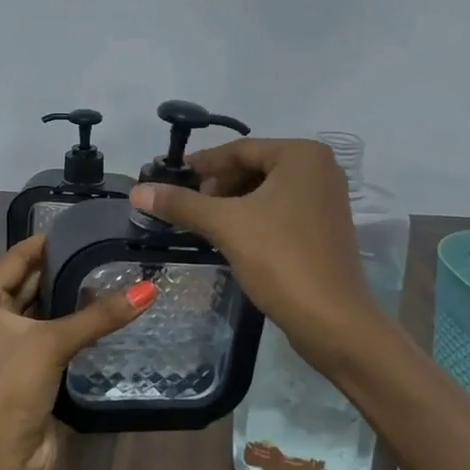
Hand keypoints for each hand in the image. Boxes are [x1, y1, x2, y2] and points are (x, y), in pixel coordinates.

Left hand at [0, 236, 154, 469]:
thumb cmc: (9, 391)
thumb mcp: (51, 344)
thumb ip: (99, 316)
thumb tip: (149, 288)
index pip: (17, 257)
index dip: (47, 241)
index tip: (85, 225)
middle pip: (32, 282)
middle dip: (65, 266)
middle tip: (108, 247)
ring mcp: (14, 347)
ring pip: (46, 310)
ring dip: (73, 296)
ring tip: (115, 272)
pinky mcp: (33, 371)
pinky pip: (57, 336)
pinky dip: (78, 324)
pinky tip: (109, 312)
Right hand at [127, 138, 382, 368]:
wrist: (332, 320)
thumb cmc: (280, 259)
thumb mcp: (226, 226)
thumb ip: (182, 204)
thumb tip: (137, 191)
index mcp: (302, 155)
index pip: (240, 149)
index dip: (202, 164)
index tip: (170, 176)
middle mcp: (320, 168)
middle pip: (254, 167)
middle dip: (218, 185)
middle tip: (186, 204)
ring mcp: (326, 199)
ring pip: (267, 190)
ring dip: (233, 203)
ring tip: (203, 222)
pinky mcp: (325, 227)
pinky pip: (281, 210)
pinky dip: (254, 217)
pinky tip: (230, 236)